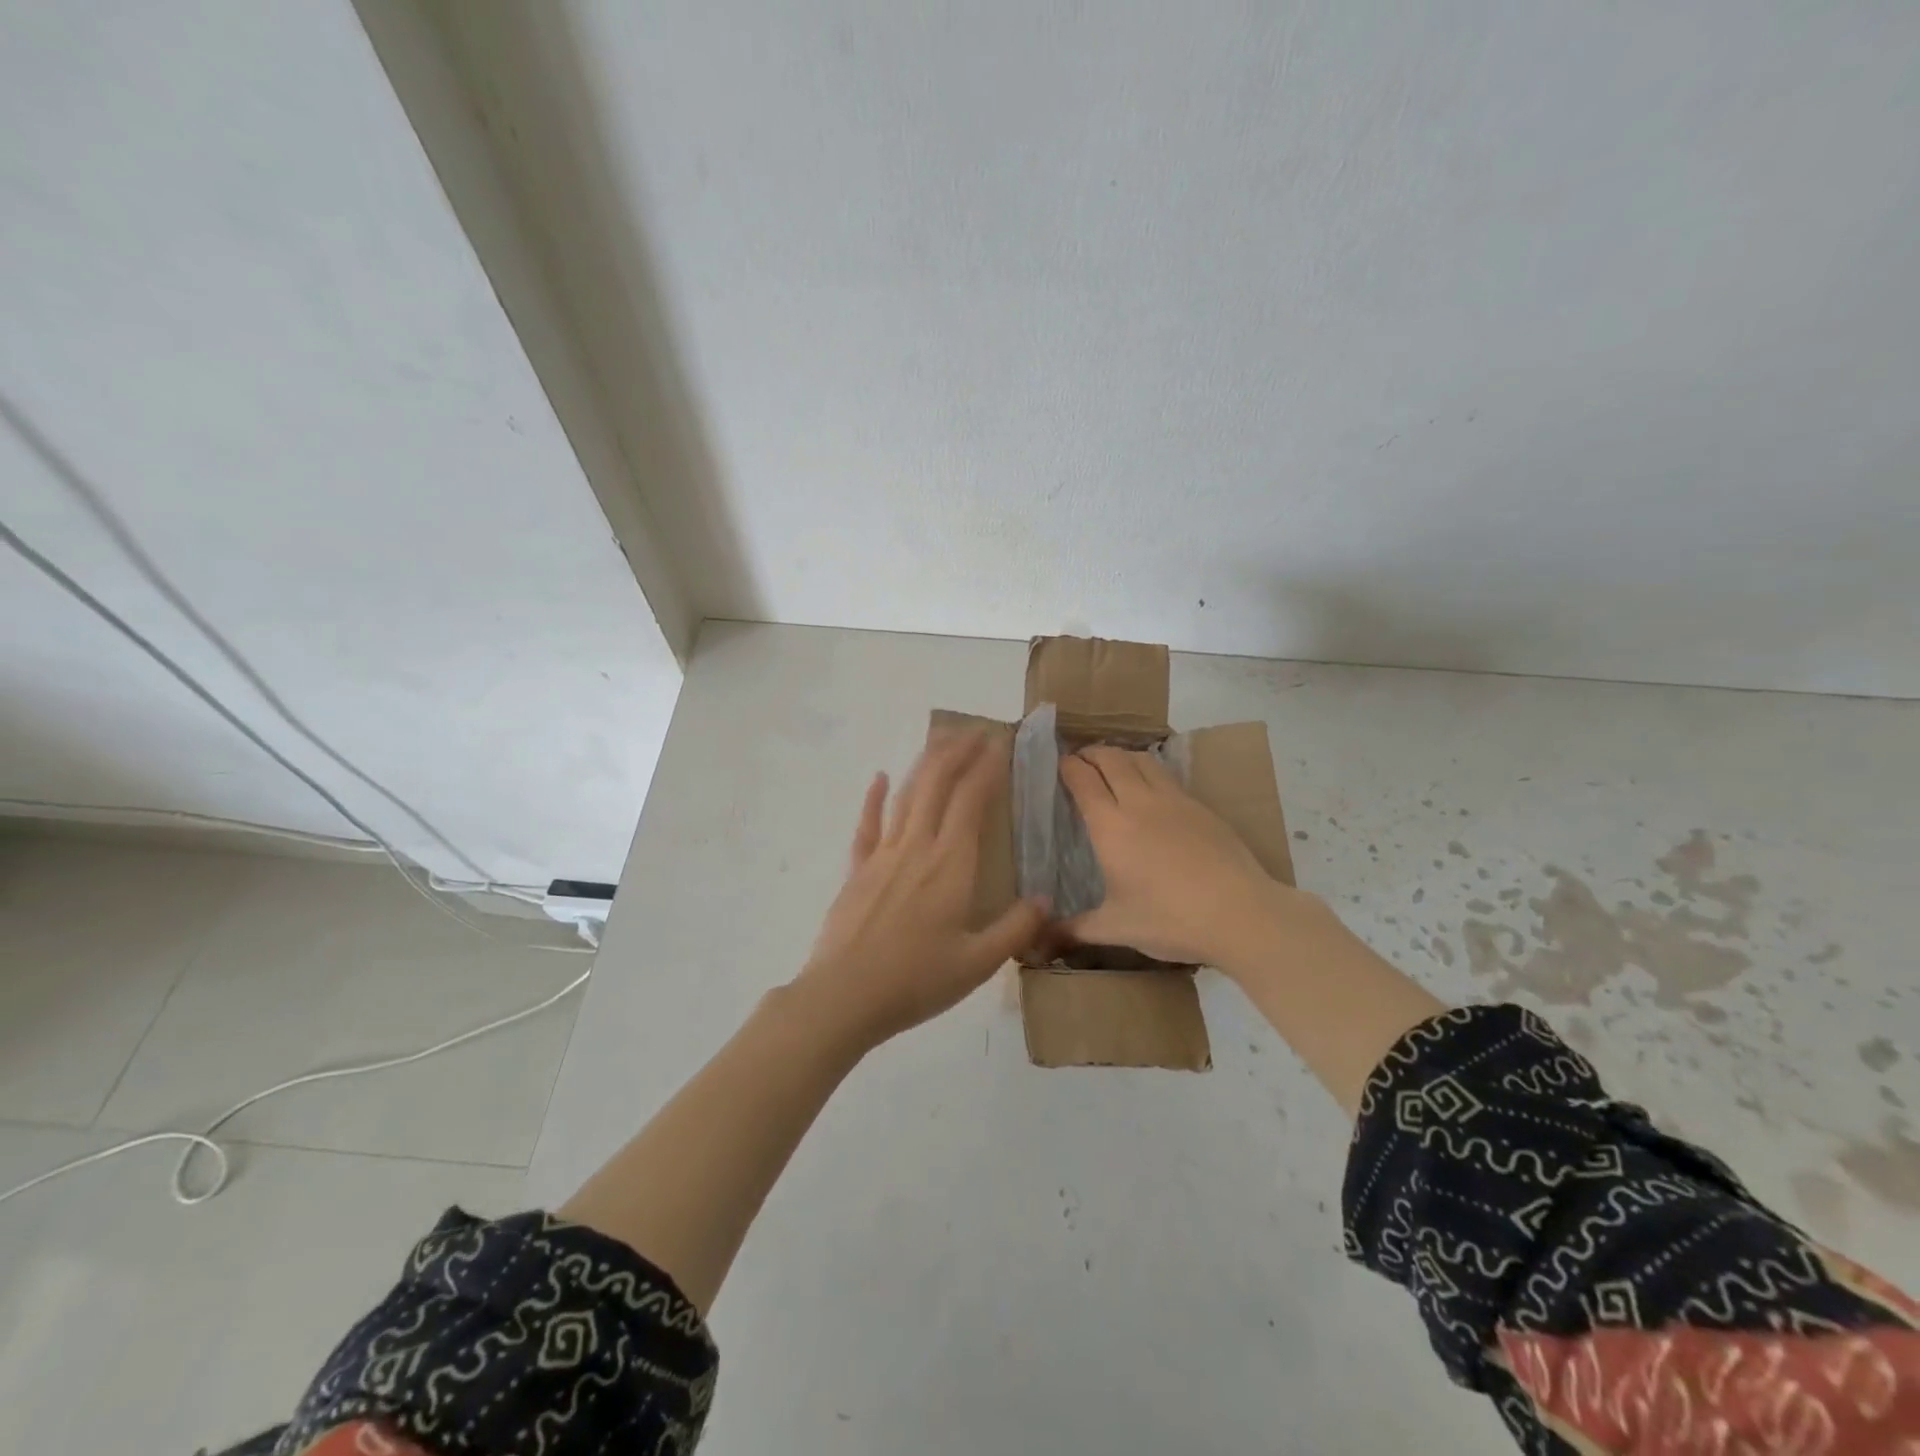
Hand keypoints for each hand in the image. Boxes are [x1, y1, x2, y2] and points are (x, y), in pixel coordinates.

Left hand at [794, 731, 1047, 1048]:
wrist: (844, 996)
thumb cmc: (915, 980)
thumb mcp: (977, 963)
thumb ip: (1015, 928)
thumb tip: (1047, 900)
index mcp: (951, 865)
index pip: (971, 801)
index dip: (987, 768)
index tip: (1001, 745)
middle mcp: (917, 847)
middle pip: (937, 784)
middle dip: (957, 752)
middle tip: (976, 731)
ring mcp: (882, 855)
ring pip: (906, 795)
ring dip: (925, 764)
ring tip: (942, 742)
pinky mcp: (857, 870)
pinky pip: (867, 824)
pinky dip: (874, 798)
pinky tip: (879, 777)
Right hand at [1059, 745, 1297, 968]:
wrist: (1240, 914)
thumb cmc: (1170, 920)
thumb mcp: (1117, 928)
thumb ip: (1077, 929)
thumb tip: (1044, 939)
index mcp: (1111, 827)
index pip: (1083, 780)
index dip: (1068, 767)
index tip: (1060, 764)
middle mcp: (1139, 803)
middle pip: (1112, 759)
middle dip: (1092, 753)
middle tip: (1081, 759)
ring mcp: (1175, 801)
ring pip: (1142, 760)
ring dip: (1122, 755)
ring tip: (1113, 765)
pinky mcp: (1201, 807)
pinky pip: (1167, 777)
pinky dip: (1149, 771)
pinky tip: (1151, 790)